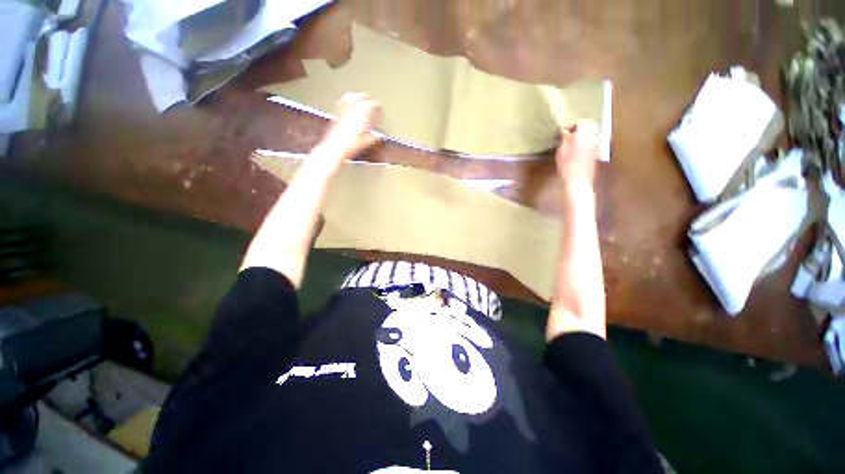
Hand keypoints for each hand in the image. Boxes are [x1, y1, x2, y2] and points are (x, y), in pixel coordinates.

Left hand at [320, 93, 381, 159]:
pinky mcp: (336, 116)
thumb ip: (372, 138)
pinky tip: (344, 102)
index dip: (374, 105)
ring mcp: (343, 113)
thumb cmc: (351, 146)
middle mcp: (351, 112)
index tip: (377, 106)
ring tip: (356, 95)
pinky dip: (344, 101)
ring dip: (353, 95)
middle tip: (368, 97)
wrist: (335, 148)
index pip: (369, 106)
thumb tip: (377, 136)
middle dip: (364, 96)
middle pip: (358, 98)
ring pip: (348, 98)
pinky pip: (340, 104)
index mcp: (361, 118)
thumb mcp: (365, 143)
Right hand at [555, 120, 599, 186]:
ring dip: (584, 134)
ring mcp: (596, 145)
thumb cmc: (567, 166)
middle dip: (580, 127)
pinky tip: (578, 148)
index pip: (581, 123)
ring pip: (592, 133)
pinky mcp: (596, 153)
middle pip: (590, 126)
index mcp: (584, 135)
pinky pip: (593, 142)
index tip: (563, 130)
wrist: (579, 181)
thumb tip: (564, 132)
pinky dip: (586, 141)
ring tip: (573, 139)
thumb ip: (564, 140)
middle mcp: (593, 138)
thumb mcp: (561, 152)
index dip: (572, 125)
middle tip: (570, 132)